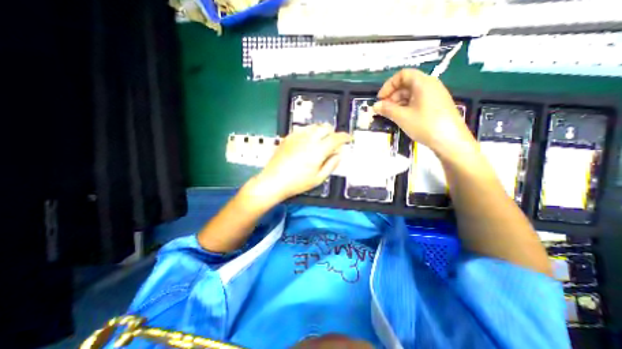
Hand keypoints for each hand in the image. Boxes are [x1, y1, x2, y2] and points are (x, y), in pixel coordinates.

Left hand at [251, 124, 349, 203]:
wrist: (274, 181)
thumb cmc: (297, 183)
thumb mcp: (318, 178)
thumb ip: (331, 164)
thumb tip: (339, 154)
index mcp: (318, 150)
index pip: (336, 138)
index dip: (345, 137)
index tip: (348, 138)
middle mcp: (308, 139)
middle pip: (325, 128)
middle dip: (333, 132)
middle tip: (334, 141)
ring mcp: (297, 137)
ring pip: (314, 126)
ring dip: (321, 131)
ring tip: (321, 140)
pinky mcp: (288, 137)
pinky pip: (303, 129)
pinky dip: (310, 132)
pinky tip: (308, 141)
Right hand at [374, 68, 476, 160]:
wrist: (450, 141)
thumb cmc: (425, 125)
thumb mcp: (402, 117)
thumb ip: (387, 109)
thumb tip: (375, 106)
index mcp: (423, 83)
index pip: (402, 75)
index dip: (389, 85)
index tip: (380, 99)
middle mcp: (430, 85)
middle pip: (407, 84)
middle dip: (392, 95)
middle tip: (383, 109)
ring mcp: (434, 96)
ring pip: (411, 94)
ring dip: (398, 102)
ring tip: (390, 115)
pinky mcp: (436, 106)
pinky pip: (418, 101)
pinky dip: (406, 107)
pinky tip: (401, 117)